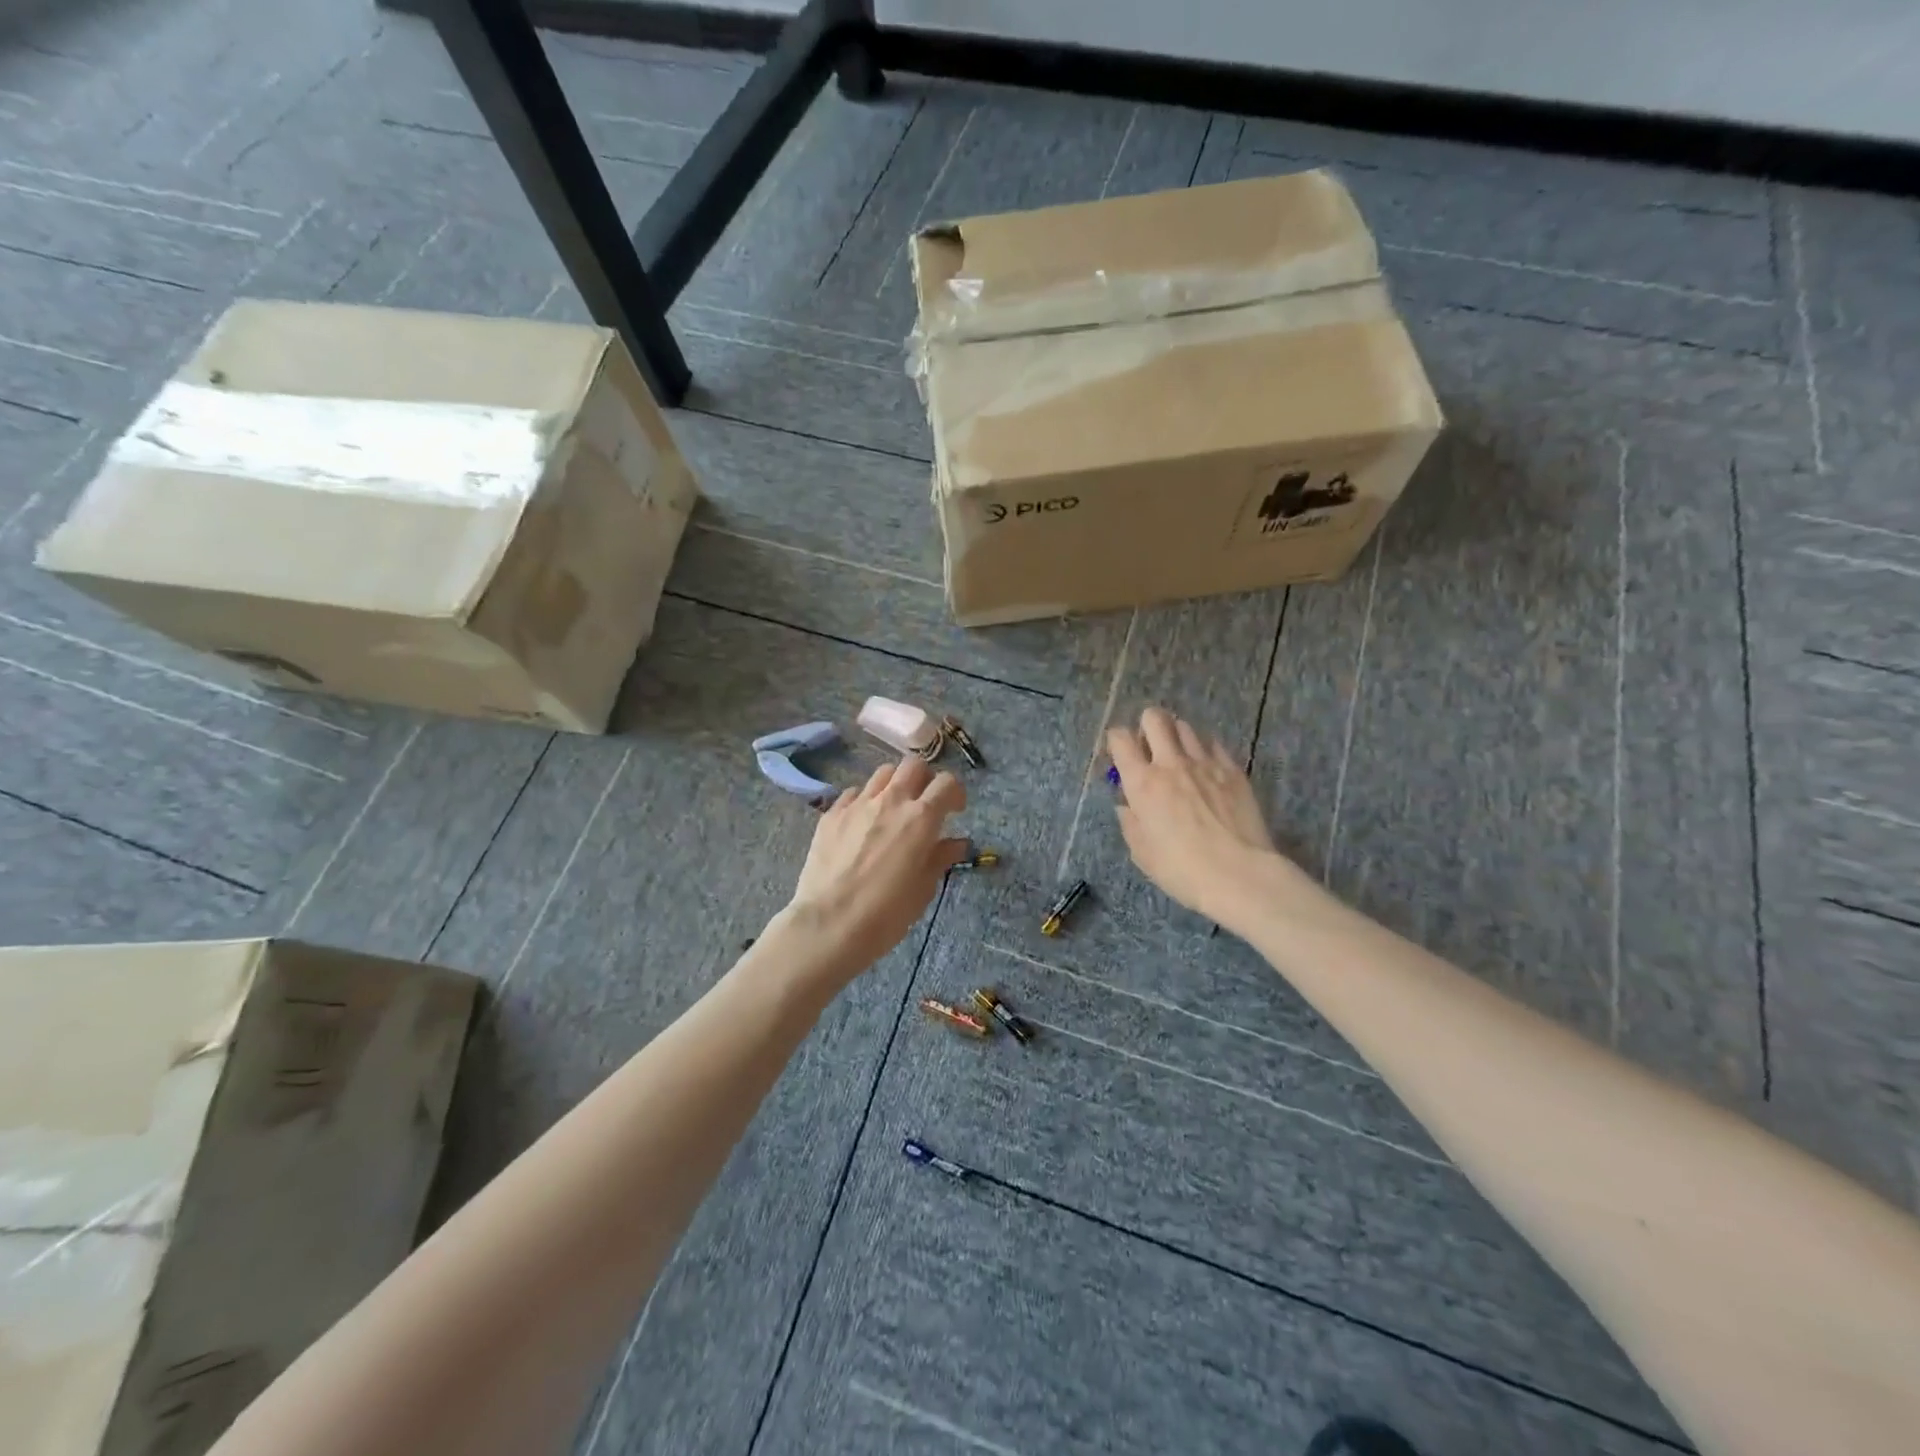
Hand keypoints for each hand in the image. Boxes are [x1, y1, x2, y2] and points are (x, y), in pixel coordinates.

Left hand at [784, 755, 970, 980]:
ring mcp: (858, 804)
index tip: (954, 810)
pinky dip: (865, 800)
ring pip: (883, 773)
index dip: (955, 792)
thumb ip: (940, 857)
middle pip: (914, 766)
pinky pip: (854, 793)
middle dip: (925, 779)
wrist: (830, 924)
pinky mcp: (831, 814)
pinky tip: (863, 822)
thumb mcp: (923, 888)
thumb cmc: (887, 913)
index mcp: (921, 818)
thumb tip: (957, 843)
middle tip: (924, 803)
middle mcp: (891, 801)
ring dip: (895, 785)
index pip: (946, 783)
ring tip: (893, 808)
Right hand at [1107, 707, 1293, 924]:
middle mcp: (1171, 763)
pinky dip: (1204, 749)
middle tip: (1150, 747)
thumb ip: (1130, 823)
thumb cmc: (1183, 870)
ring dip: (1176, 736)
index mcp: (1142, 783)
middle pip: (1155, 718)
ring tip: (1179, 756)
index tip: (1119, 754)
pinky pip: (1214, 744)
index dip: (1116, 740)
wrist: (1240, 874)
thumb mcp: (1142, 853)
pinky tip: (1206, 768)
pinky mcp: (1233, 770)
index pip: (1120, 739)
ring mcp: (1205, 763)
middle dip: (1147, 725)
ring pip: (1185, 727)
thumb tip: (1127, 806)